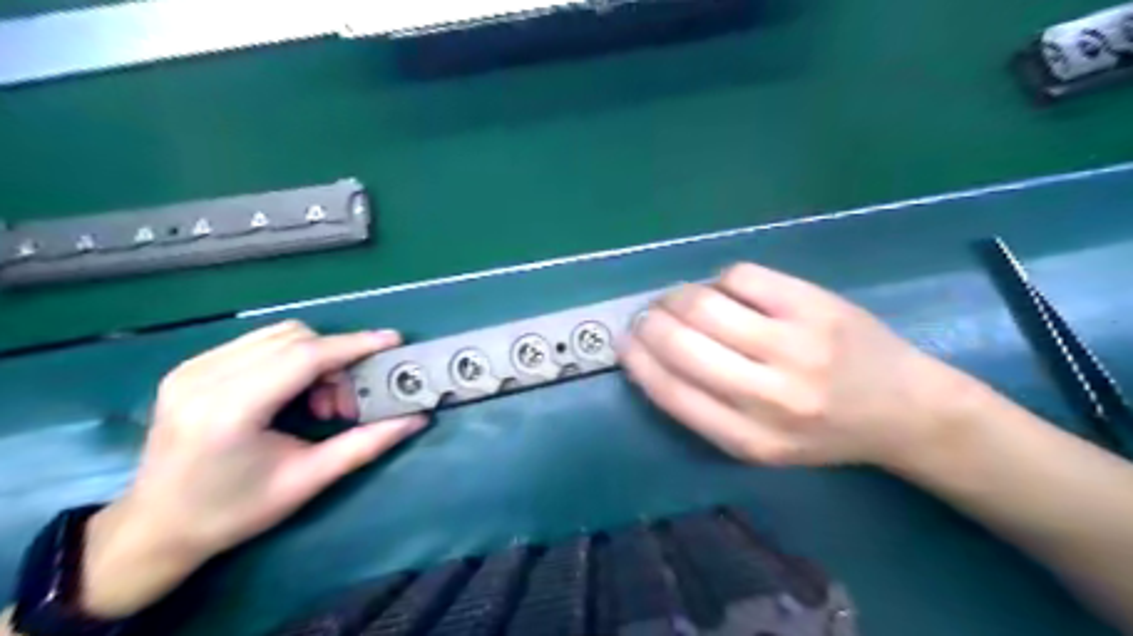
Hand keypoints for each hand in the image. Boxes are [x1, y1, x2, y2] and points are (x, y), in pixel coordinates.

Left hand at [81, 320, 424, 617]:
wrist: (155, 528)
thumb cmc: (234, 511)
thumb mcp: (307, 481)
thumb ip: (366, 444)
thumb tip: (417, 418)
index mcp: (230, 410)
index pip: (304, 357)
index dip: (354, 345)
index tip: (393, 341)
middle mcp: (204, 378)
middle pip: (295, 338)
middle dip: (336, 359)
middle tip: (347, 401)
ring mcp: (191, 368)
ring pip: (278, 334)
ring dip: (314, 357)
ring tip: (320, 400)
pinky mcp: (189, 368)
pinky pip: (258, 342)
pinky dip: (290, 358)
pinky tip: (292, 392)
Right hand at [619, 263, 972, 465]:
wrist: (904, 409)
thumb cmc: (821, 431)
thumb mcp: (758, 444)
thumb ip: (704, 408)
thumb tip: (649, 352)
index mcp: (749, 438)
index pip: (670, 390)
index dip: (637, 359)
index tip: (623, 340)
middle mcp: (769, 395)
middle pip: (681, 342)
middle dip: (650, 322)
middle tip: (648, 315)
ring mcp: (795, 345)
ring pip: (704, 304)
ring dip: (678, 296)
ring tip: (679, 300)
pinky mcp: (814, 304)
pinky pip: (740, 277)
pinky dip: (720, 281)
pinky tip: (729, 291)